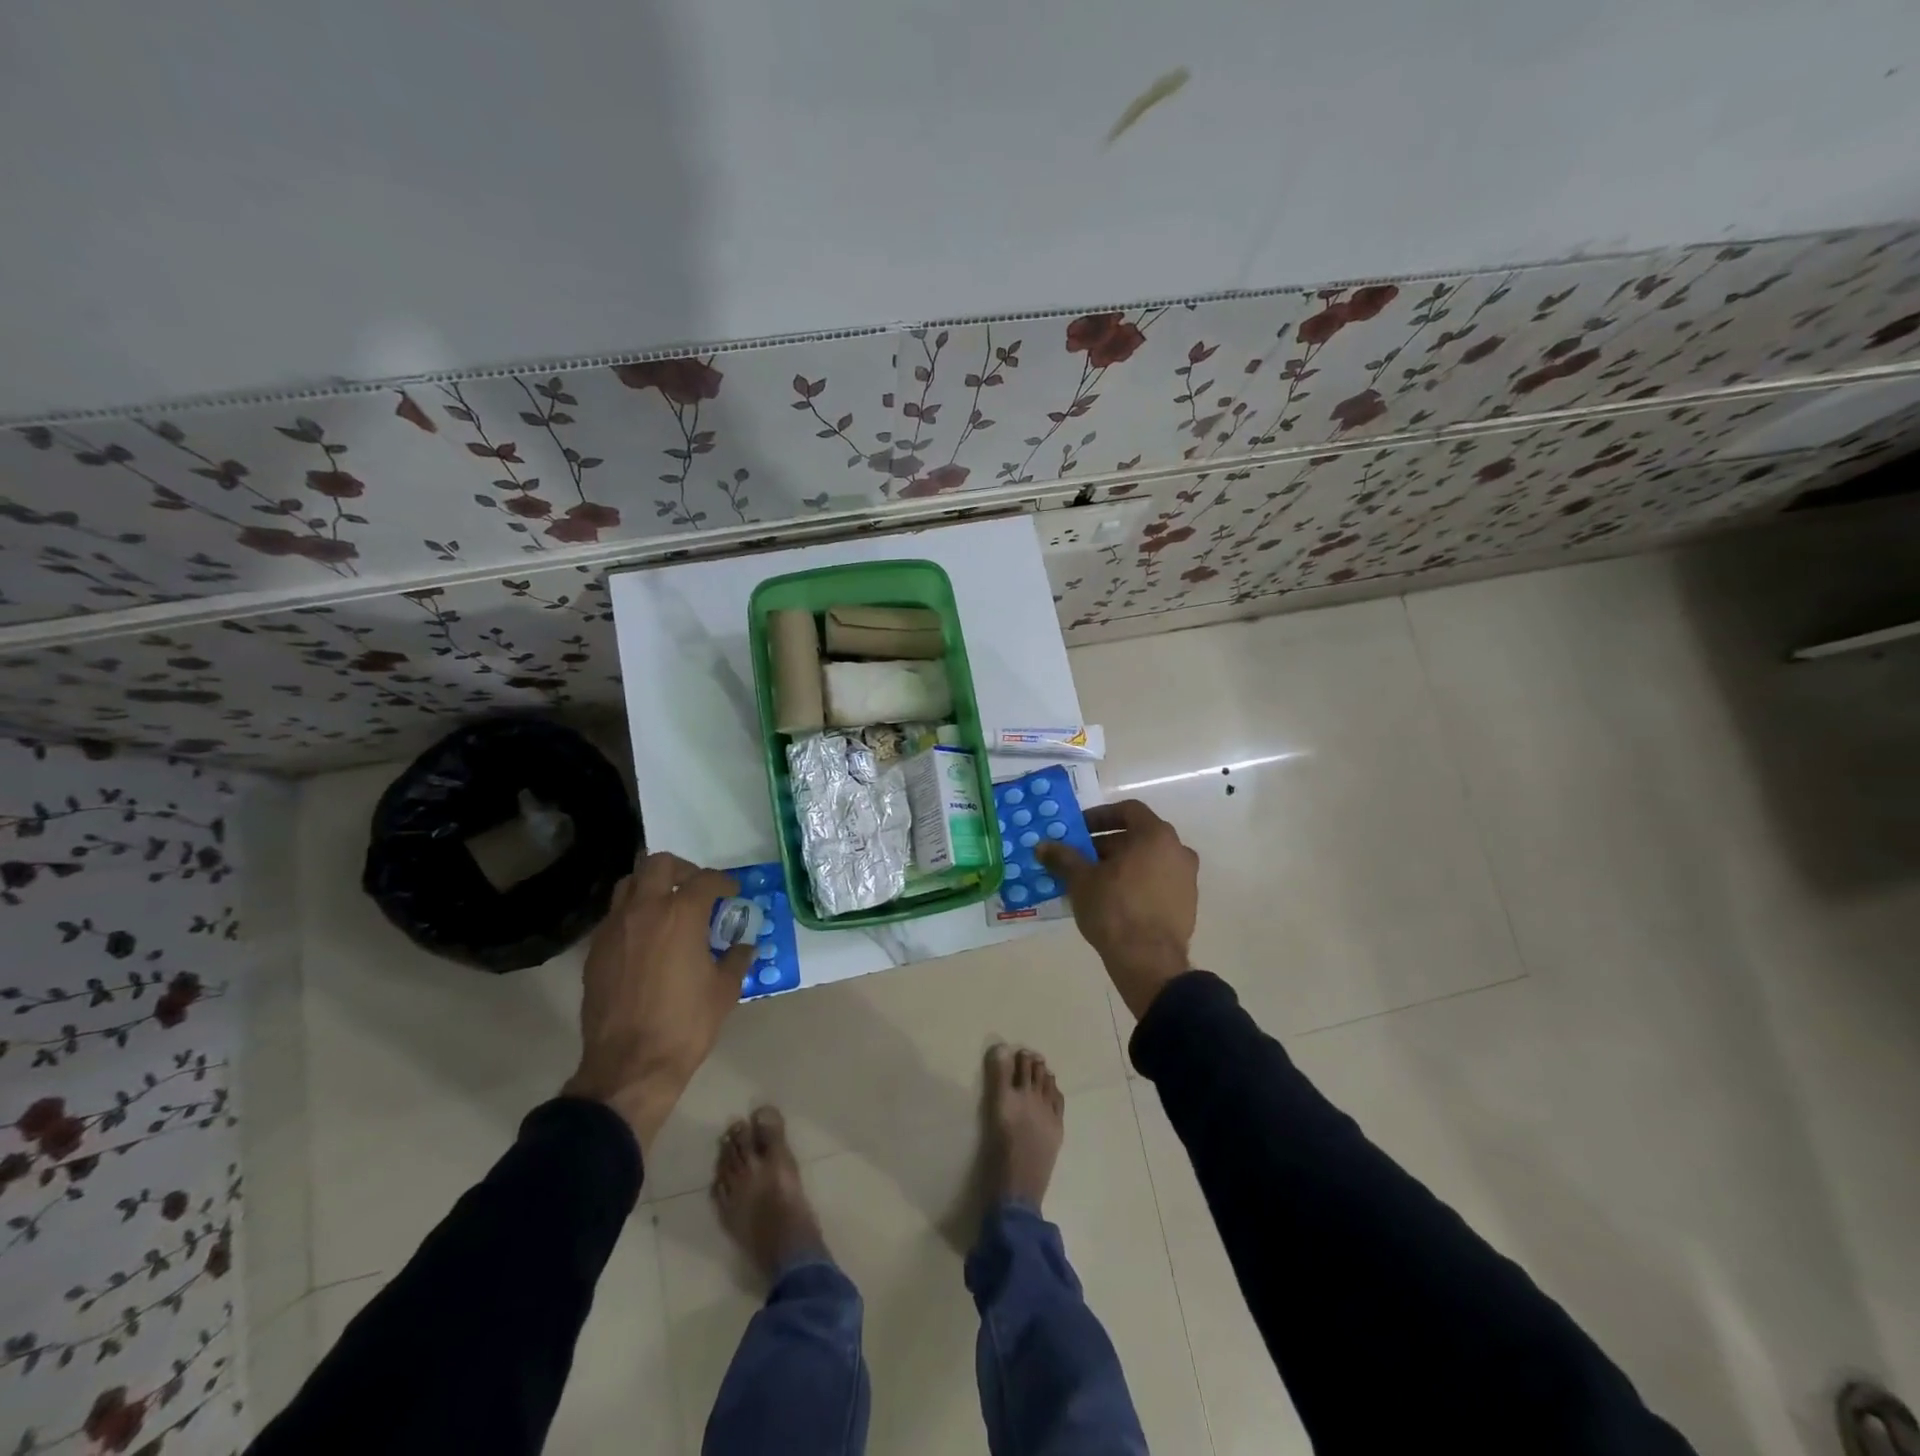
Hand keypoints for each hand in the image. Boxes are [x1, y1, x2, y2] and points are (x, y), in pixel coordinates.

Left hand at [562, 852, 753, 1151]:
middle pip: (658, 864)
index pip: (705, 879)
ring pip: (629, 884)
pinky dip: (633, 915)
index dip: (723, 882)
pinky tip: (646, 939)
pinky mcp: (595, 951)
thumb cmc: (686, 1024)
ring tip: (667, 907)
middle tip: (696, 888)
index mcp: (681, 914)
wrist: (630, 1066)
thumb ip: (736, 959)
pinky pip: (614, 916)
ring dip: (651, 887)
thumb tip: (744, 946)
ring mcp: (614, 929)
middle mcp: (644, 910)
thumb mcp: (724, 991)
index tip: (732, 893)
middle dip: (681, 869)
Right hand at [1035, 799, 1198, 1018]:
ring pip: (1148, 861)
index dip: (1100, 816)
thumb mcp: (1081, 880)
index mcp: (1156, 836)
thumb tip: (1042, 846)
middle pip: (1138, 837)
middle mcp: (1178, 851)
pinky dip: (1136, 883)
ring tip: (1093, 881)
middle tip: (1080, 857)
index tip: (1079, 830)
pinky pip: (1157, 883)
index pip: (1128, 810)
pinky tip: (1113, 901)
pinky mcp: (1187, 905)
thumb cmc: (1114, 909)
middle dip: (1106, 844)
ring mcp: (1187, 879)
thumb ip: (1063, 858)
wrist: (1149, 962)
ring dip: (1121, 865)